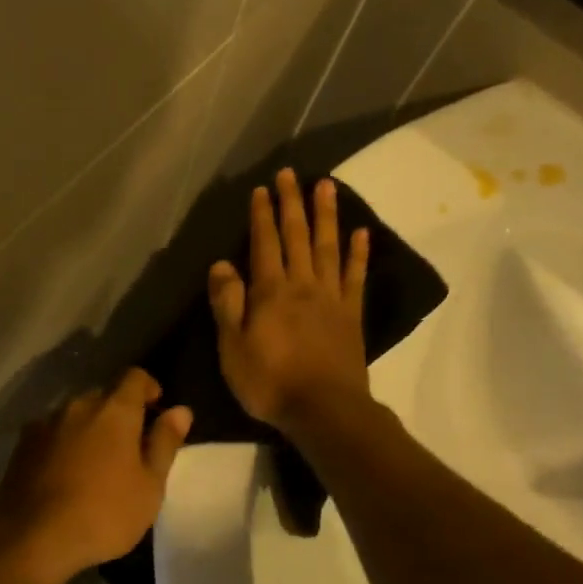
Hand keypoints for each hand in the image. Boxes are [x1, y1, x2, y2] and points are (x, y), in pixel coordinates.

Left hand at [0, 369, 191, 583]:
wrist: (34, 537)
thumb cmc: (104, 513)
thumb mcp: (149, 485)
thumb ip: (165, 443)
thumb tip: (181, 410)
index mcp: (114, 410)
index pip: (135, 377)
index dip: (148, 388)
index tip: (156, 408)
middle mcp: (78, 406)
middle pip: (104, 396)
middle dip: (118, 412)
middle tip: (129, 446)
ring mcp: (46, 423)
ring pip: (75, 414)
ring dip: (88, 428)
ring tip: (95, 463)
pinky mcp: (23, 444)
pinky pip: (51, 433)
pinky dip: (63, 443)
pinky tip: (64, 473)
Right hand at [208, 169, 369, 434]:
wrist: (324, 410)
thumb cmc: (270, 382)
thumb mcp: (232, 347)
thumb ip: (227, 303)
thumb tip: (221, 264)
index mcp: (270, 292)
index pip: (264, 244)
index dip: (262, 216)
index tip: (262, 189)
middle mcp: (302, 285)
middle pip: (297, 236)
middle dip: (292, 204)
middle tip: (291, 173)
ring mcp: (331, 298)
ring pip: (328, 247)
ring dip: (326, 215)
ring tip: (326, 186)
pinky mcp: (352, 315)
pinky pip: (355, 276)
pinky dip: (358, 253)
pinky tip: (360, 232)